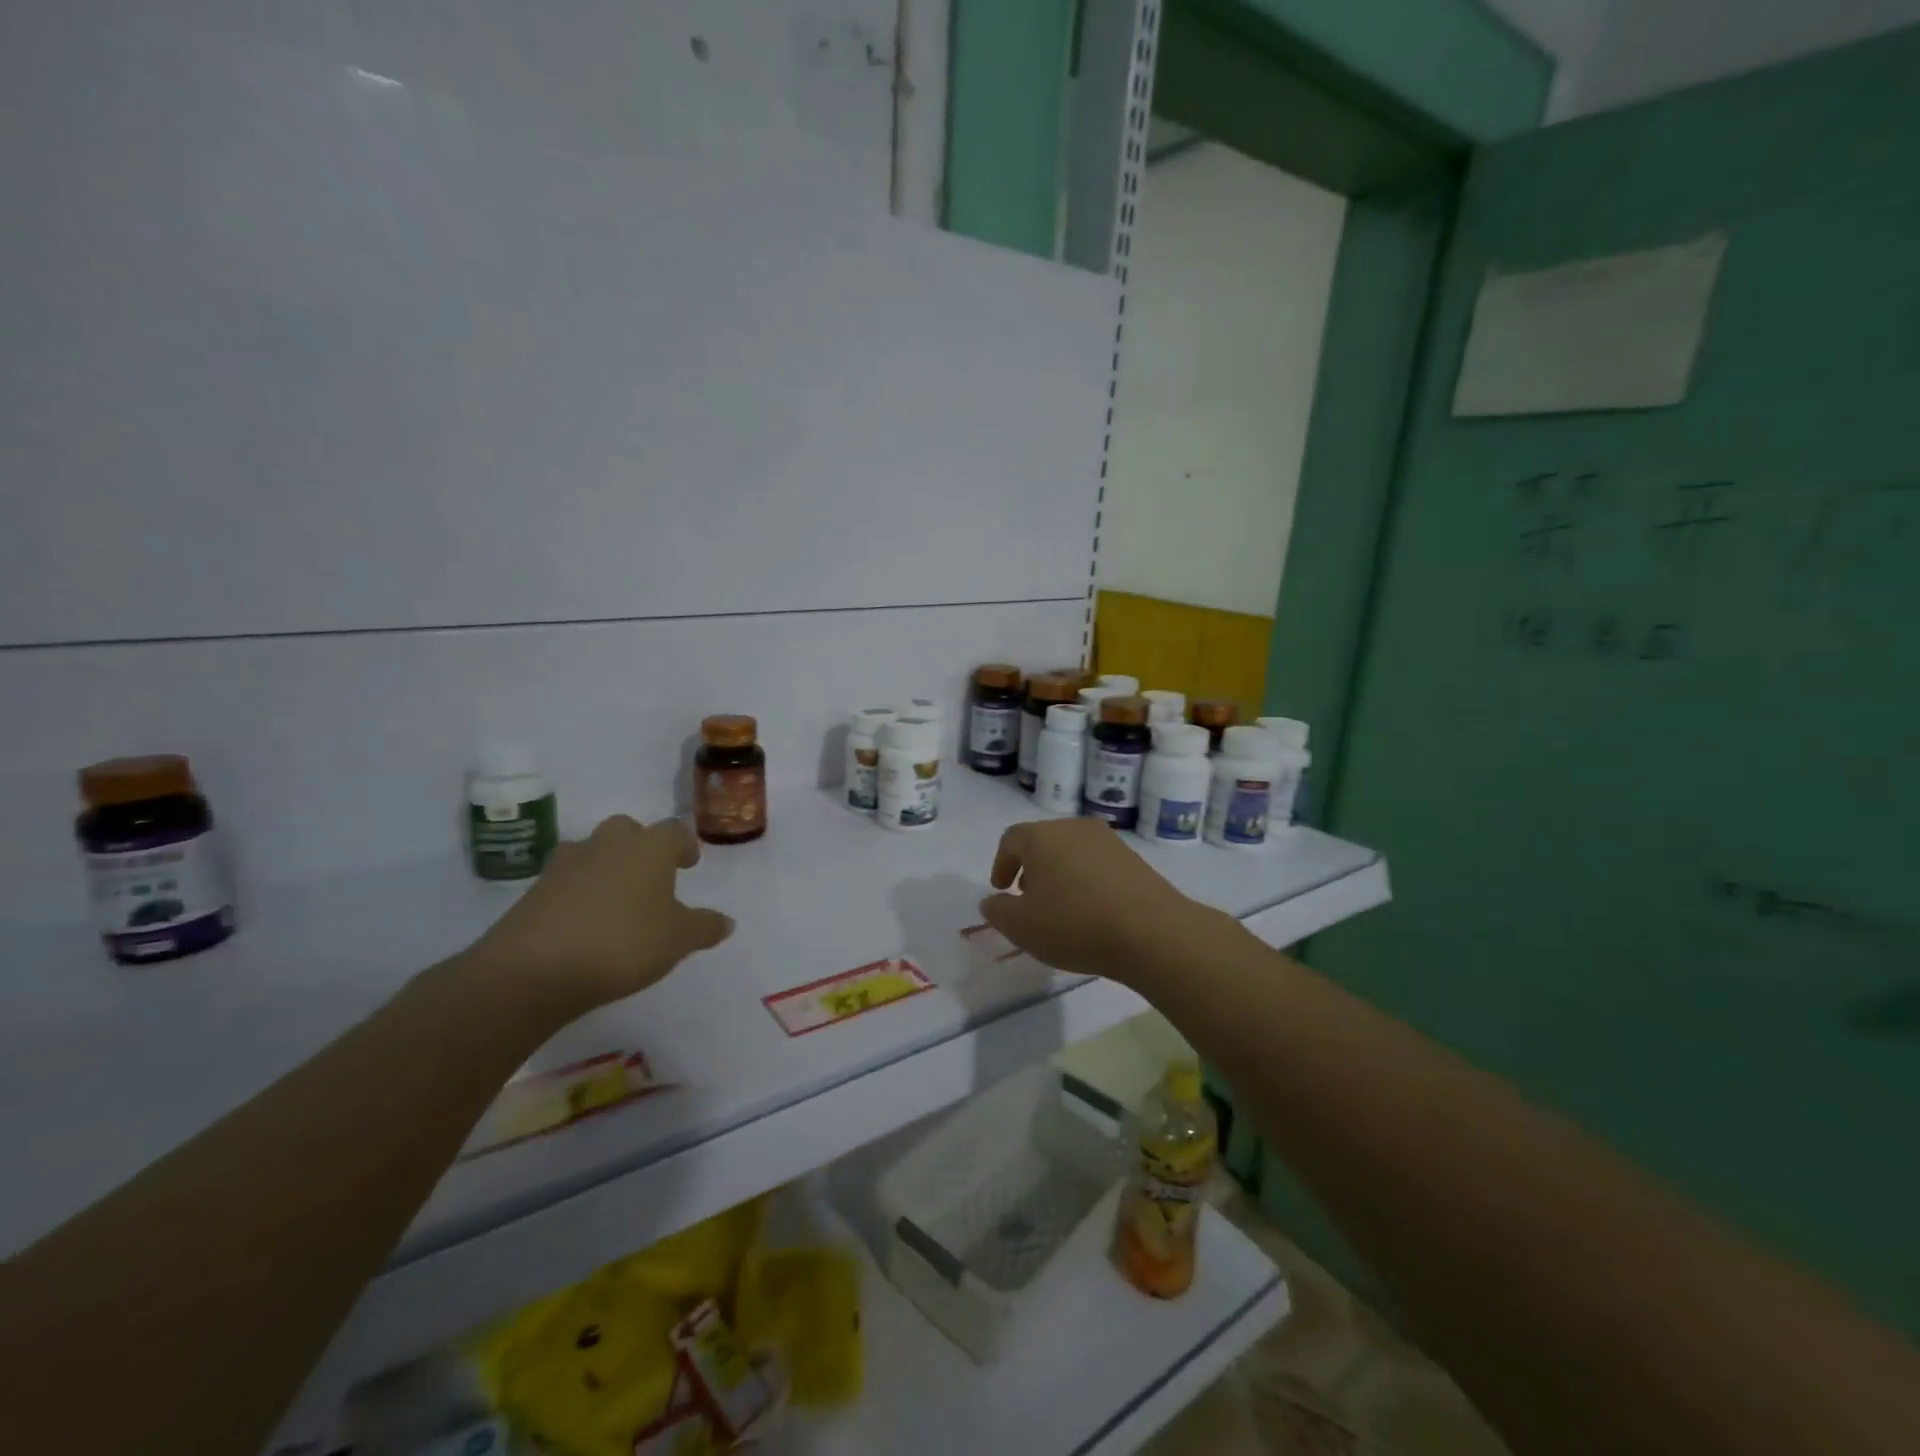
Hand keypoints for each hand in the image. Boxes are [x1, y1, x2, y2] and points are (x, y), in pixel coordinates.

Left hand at [467, 814, 732, 1020]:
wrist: (533, 970)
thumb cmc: (622, 943)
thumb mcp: (677, 940)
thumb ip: (704, 927)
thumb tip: (727, 922)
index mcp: (649, 847)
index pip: (674, 831)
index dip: (684, 846)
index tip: (688, 864)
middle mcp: (608, 844)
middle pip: (628, 830)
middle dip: (641, 847)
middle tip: (652, 876)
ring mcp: (566, 864)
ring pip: (594, 851)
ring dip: (607, 866)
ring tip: (617, 899)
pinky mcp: (534, 890)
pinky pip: (566, 880)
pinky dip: (579, 892)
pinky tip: (585, 921)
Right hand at [978, 818, 1211, 983]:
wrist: (1151, 931)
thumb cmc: (1074, 924)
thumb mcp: (1022, 927)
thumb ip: (998, 911)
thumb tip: (992, 901)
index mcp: (1041, 836)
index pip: (1011, 839)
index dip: (1002, 864)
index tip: (1002, 890)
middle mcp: (1073, 827)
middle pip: (1042, 841)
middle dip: (1030, 868)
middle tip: (1028, 898)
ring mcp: (1108, 840)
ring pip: (1071, 851)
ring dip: (1059, 873)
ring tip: (1061, 907)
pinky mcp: (1133, 858)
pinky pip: (1097, 863)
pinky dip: (1086, 880)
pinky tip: (1091, 910)